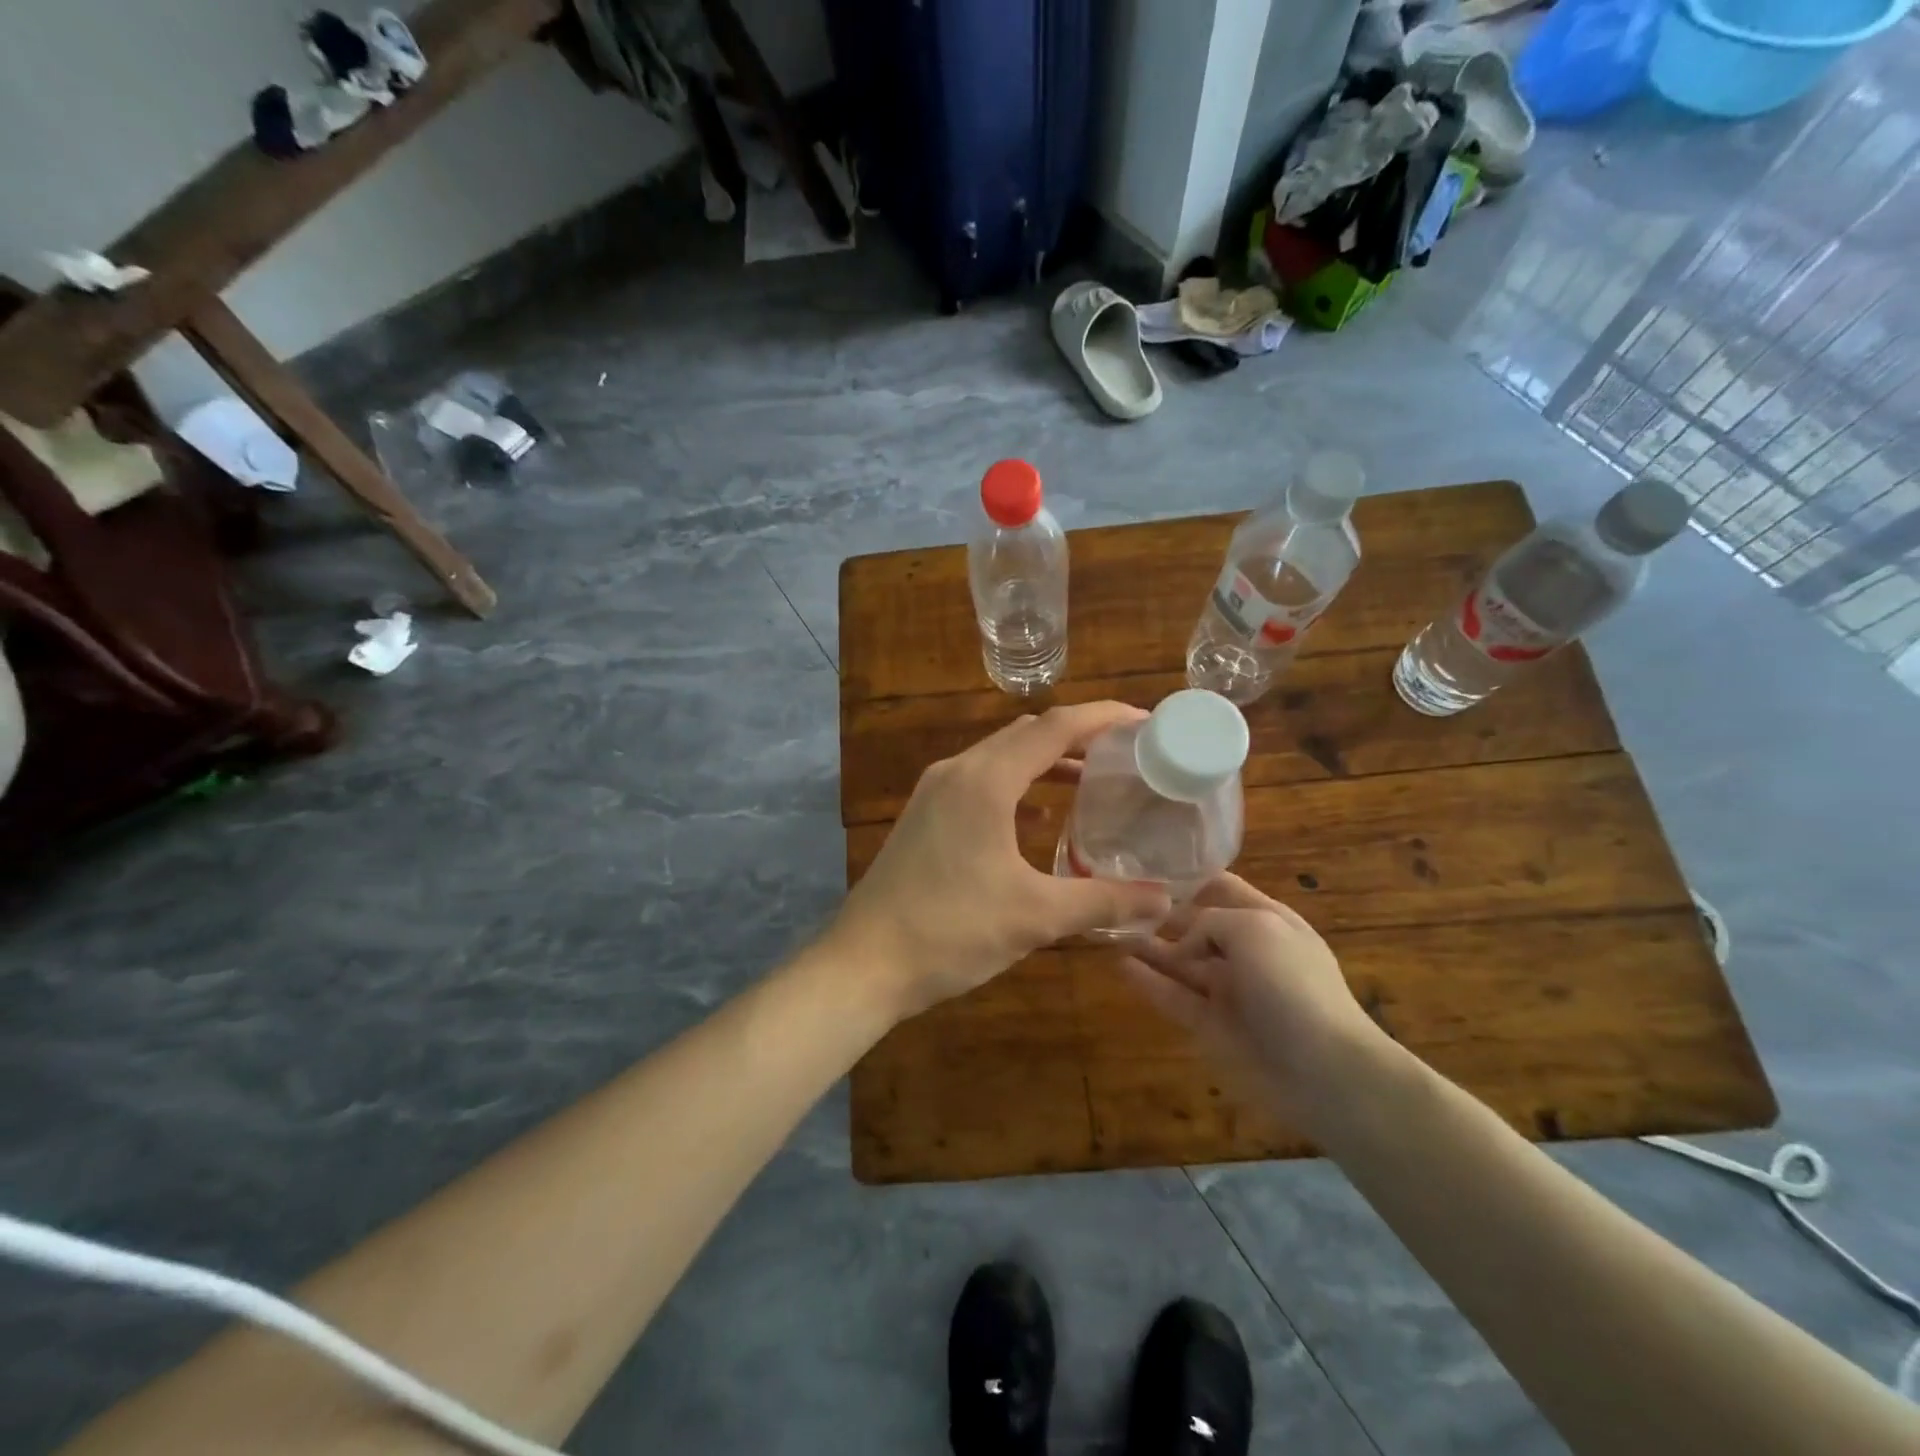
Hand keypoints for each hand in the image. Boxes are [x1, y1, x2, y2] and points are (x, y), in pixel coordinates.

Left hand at [835, 703, 1172, 1019]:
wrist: (864, 963)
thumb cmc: (950, 932)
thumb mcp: (1036, 918)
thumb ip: (1105, 901)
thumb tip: (1165, 901)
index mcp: (986, 780)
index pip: (1057, 727)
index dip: (1105, 718)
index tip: (1147, 724)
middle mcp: (958, 771)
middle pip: (1028, 734)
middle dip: (1079, 737)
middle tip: (1127, 755)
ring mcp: (935, 791)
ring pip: (1002, 757)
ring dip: (1047, 762)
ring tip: (1093, 781)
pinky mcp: (924, 815)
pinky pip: (981, 782)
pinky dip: (1018, 788)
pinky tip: (1041, 819)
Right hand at [1118, 874, 1386, 1120]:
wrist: (1325, 1071)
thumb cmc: (1294, 985)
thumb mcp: (1255, 929)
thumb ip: (1209, 921)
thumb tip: (1183, 943)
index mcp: (1267, 920)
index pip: (1222, 889)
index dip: (1189, 879)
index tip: (1147, 869)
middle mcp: (1247, 951)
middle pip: (1196, 925)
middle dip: (1162, 914)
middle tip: (1117, 901)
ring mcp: (1229, 991)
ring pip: (1181, 962)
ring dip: (1149, 946)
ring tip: (1110, 929)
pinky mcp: (1213, 1026)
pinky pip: (1175, 997)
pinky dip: (1149, 982)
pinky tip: (1120, 965)